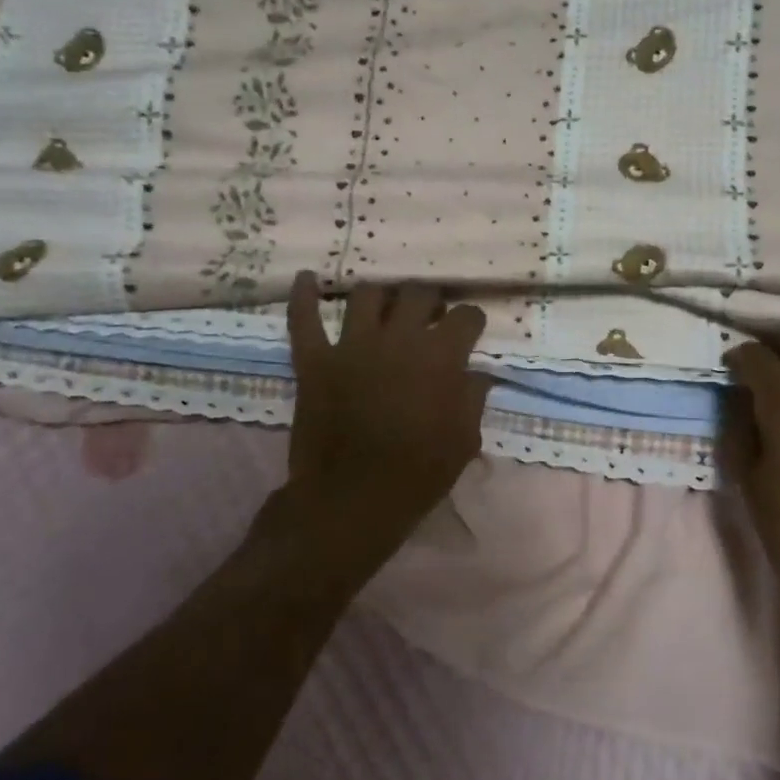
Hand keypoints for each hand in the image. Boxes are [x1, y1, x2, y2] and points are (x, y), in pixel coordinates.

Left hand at [282, 272, 490, 562]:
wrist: (352, 500)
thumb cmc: (418, 474)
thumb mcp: (464, 440)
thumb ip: (473, 398)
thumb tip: (476, 373)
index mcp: (440, 356)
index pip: (466, 316)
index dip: (471, 320)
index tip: (470, 329)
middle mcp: (398, 338)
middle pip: (418, 293)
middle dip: (430, 299)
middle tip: (430, 314)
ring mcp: (352, 345)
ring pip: (366, 295)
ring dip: (380, 296)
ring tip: (384, 305)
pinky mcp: (314, 360)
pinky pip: (304, 319)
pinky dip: (303, 296)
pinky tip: (306, 278)